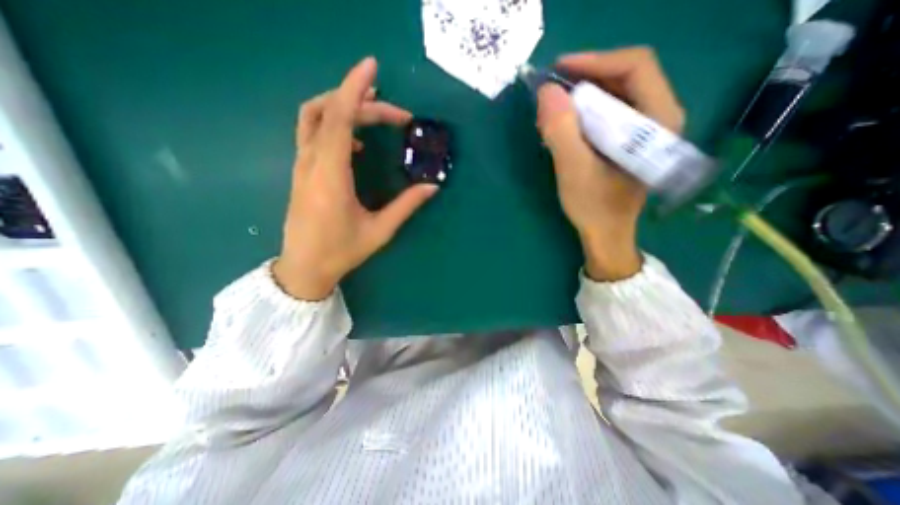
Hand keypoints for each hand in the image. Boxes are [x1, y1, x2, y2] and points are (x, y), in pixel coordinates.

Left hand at [277, 55, 442, 298]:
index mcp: (330, 176)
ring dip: (341, 105)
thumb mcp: (379, 231)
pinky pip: (312, 133)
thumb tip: (432, 187)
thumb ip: (406, 206)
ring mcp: (302, 166)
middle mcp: (311, 163)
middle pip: (329, 112)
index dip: (354, 89)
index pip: (338, 118)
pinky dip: (333, 124)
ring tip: (372, 112)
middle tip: (397, 115)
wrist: (304, 267)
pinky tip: (355, 141)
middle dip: (363, 103)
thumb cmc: (341, 252)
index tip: (372, 67)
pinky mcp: (302, 171)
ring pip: (313, 117)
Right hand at [537, 47, 687, 282]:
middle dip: (583, 82)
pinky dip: (582, 115)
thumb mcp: (574, 170)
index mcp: (658, 120)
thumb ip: (561, 131)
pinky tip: (564, 129)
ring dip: (580, 100)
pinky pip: (607, 114)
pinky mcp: (629, 141)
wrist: (606, 234)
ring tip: (552, 115)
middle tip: (550, 97)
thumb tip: (546, 92)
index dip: (595, 61)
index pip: (635, 66)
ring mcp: (645, 129)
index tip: (558, 70)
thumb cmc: (594, 206)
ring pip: (613, 96)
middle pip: (623, 78)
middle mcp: (659, 117)